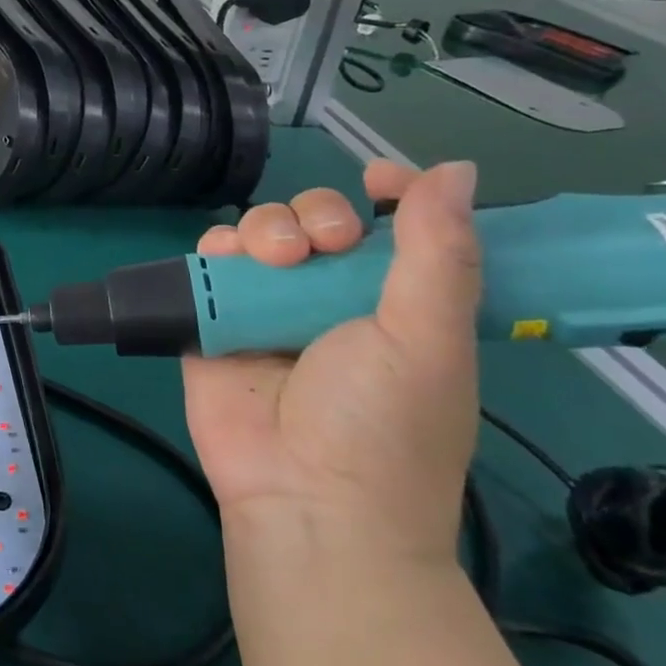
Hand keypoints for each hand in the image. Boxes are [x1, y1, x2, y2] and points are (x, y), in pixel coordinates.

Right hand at [182, 160, 481, 564]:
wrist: (305, 496)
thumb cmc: (384, 422)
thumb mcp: (427, 338)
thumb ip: (438, 252)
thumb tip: (455, 169)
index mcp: (393, 301)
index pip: (391, 228)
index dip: (387, 193)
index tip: (376, 179)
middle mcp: (329, 298)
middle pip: (314, 220)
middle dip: (315, 214)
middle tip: (321, 245)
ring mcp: (268, 308)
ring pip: (259, 232)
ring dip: (263, 226)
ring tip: (270, 259)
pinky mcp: (216, 321)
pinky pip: (210, 264)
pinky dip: (214, 249)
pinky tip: (224, 259)